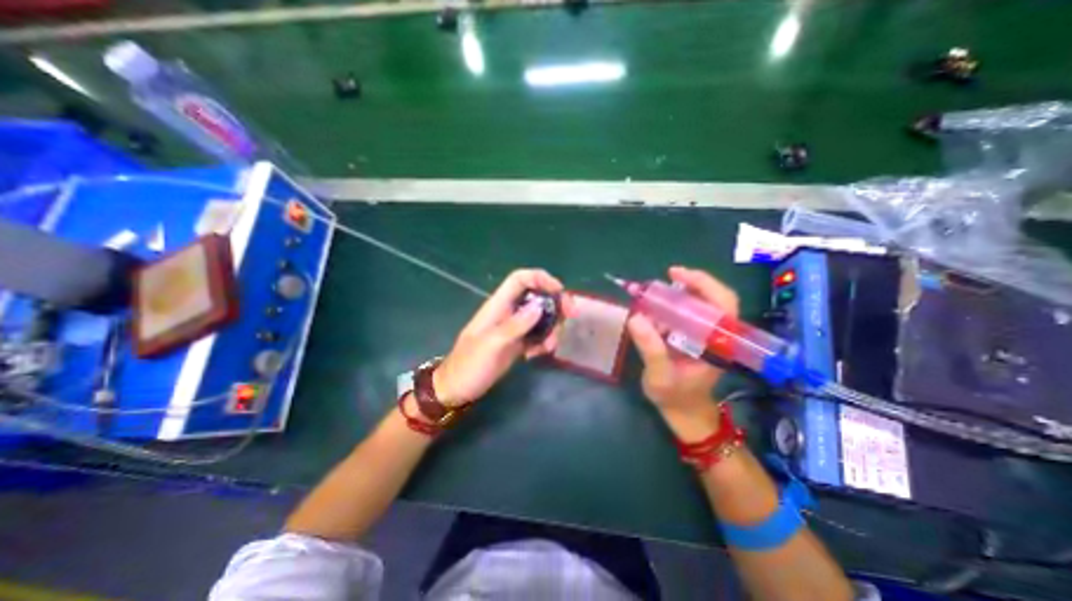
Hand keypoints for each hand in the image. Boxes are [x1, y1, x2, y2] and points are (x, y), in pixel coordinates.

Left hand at [433, 268, 573, 406]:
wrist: (457, 389)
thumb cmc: (469, 365)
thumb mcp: (492, 344)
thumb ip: (515, 325)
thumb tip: (540, 306)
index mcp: (498, 305)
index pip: (520, 279)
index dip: (541, 279)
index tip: (560, 292)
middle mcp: (509, 312)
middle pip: (537, 297)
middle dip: (555, 304)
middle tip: (570, 318)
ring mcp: (514, 328)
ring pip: (541, 318)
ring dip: (552, 329)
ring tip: (548, 347)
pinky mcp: (517, 343)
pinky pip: (538, 336)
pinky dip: (543, 343)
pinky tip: (536, 356)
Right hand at [631, 264, 736, 437]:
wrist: (684, 411)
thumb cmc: (675, 397)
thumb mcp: (660, 376)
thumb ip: (651, 349)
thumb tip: (635, 318)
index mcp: (718, 344)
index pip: (723, 305)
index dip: (704, 284)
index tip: (677, 274)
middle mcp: (717, 335)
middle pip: (715, 299)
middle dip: (692, 283)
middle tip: (666, 276)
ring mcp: (708, 335)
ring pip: (702, 304)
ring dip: (680, 293)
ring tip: (655, 292)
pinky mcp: (697, 336)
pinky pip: (689, 313)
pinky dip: (673, 305)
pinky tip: (656, 307)